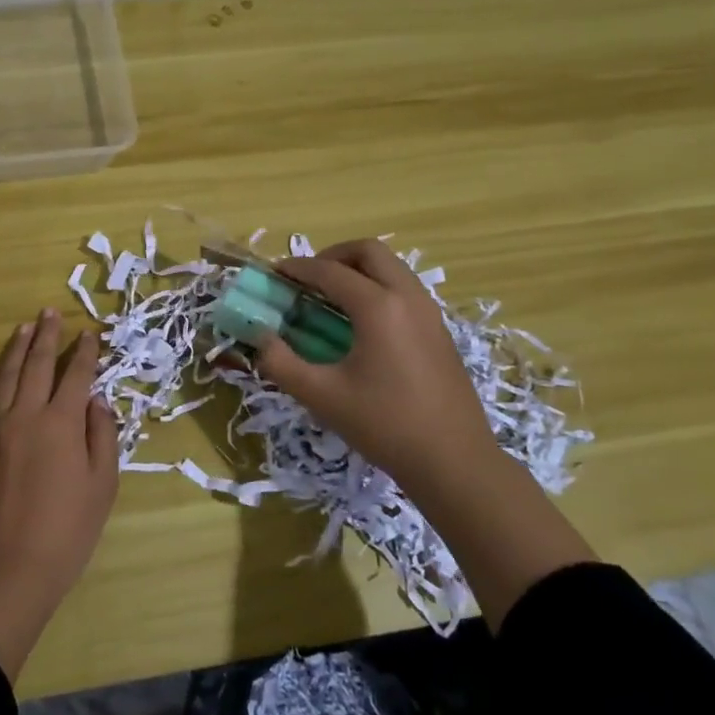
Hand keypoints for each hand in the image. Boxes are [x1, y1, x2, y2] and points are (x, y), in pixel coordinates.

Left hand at [0, 309, 119, 679]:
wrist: (13, 564)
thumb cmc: (69, 528)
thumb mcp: (103, 483)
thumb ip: (102, 435)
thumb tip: (96, 400)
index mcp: (62, 423)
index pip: (76, 375)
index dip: (85, 352)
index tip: (90, 332)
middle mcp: (26, 415)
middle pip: (36, 365)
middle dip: (46, 336)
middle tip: (49, 312)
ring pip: (3, 377)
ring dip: (14, 349)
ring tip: (22, 328)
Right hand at [252, 239, 498, 489]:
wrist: (454, 462)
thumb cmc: (384, 425)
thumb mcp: (322, 396)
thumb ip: (281, 363)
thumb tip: (260, 338)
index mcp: (378, 307)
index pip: (330, 271)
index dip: (297, 268)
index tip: (274, 273)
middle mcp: (408, 298)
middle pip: (369, 251)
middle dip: (333, 256)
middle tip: (308, 279)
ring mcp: (430, 313)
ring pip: (392, 268)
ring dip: (358, 270)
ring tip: (331, 299)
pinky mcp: (440, 332)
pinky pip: (405, 290)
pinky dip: (378, 288)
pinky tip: (361, 325)